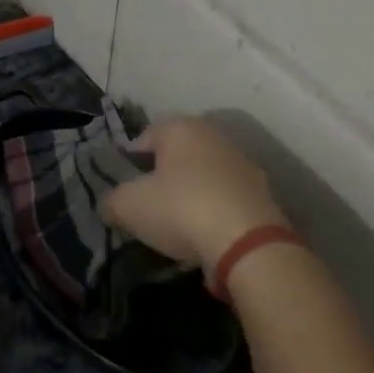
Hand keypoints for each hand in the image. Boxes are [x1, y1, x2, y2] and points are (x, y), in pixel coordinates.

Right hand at [100, 118, 287, 269]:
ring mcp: (243, 165)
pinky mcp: (262, 195)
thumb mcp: (128, 206)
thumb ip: (112, 201)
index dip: (128, 162)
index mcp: (181, 128)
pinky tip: (204, 237)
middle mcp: (214, 137)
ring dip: (190, 195)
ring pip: (204, 177)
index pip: (144, 137)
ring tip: (175, 225)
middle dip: (161, 177)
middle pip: (177, 156)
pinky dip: (213, 213)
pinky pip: (225, 200)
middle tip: (146, 205)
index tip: (122, 187)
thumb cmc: (181, 209)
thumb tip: (111, 205)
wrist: (248, 244)